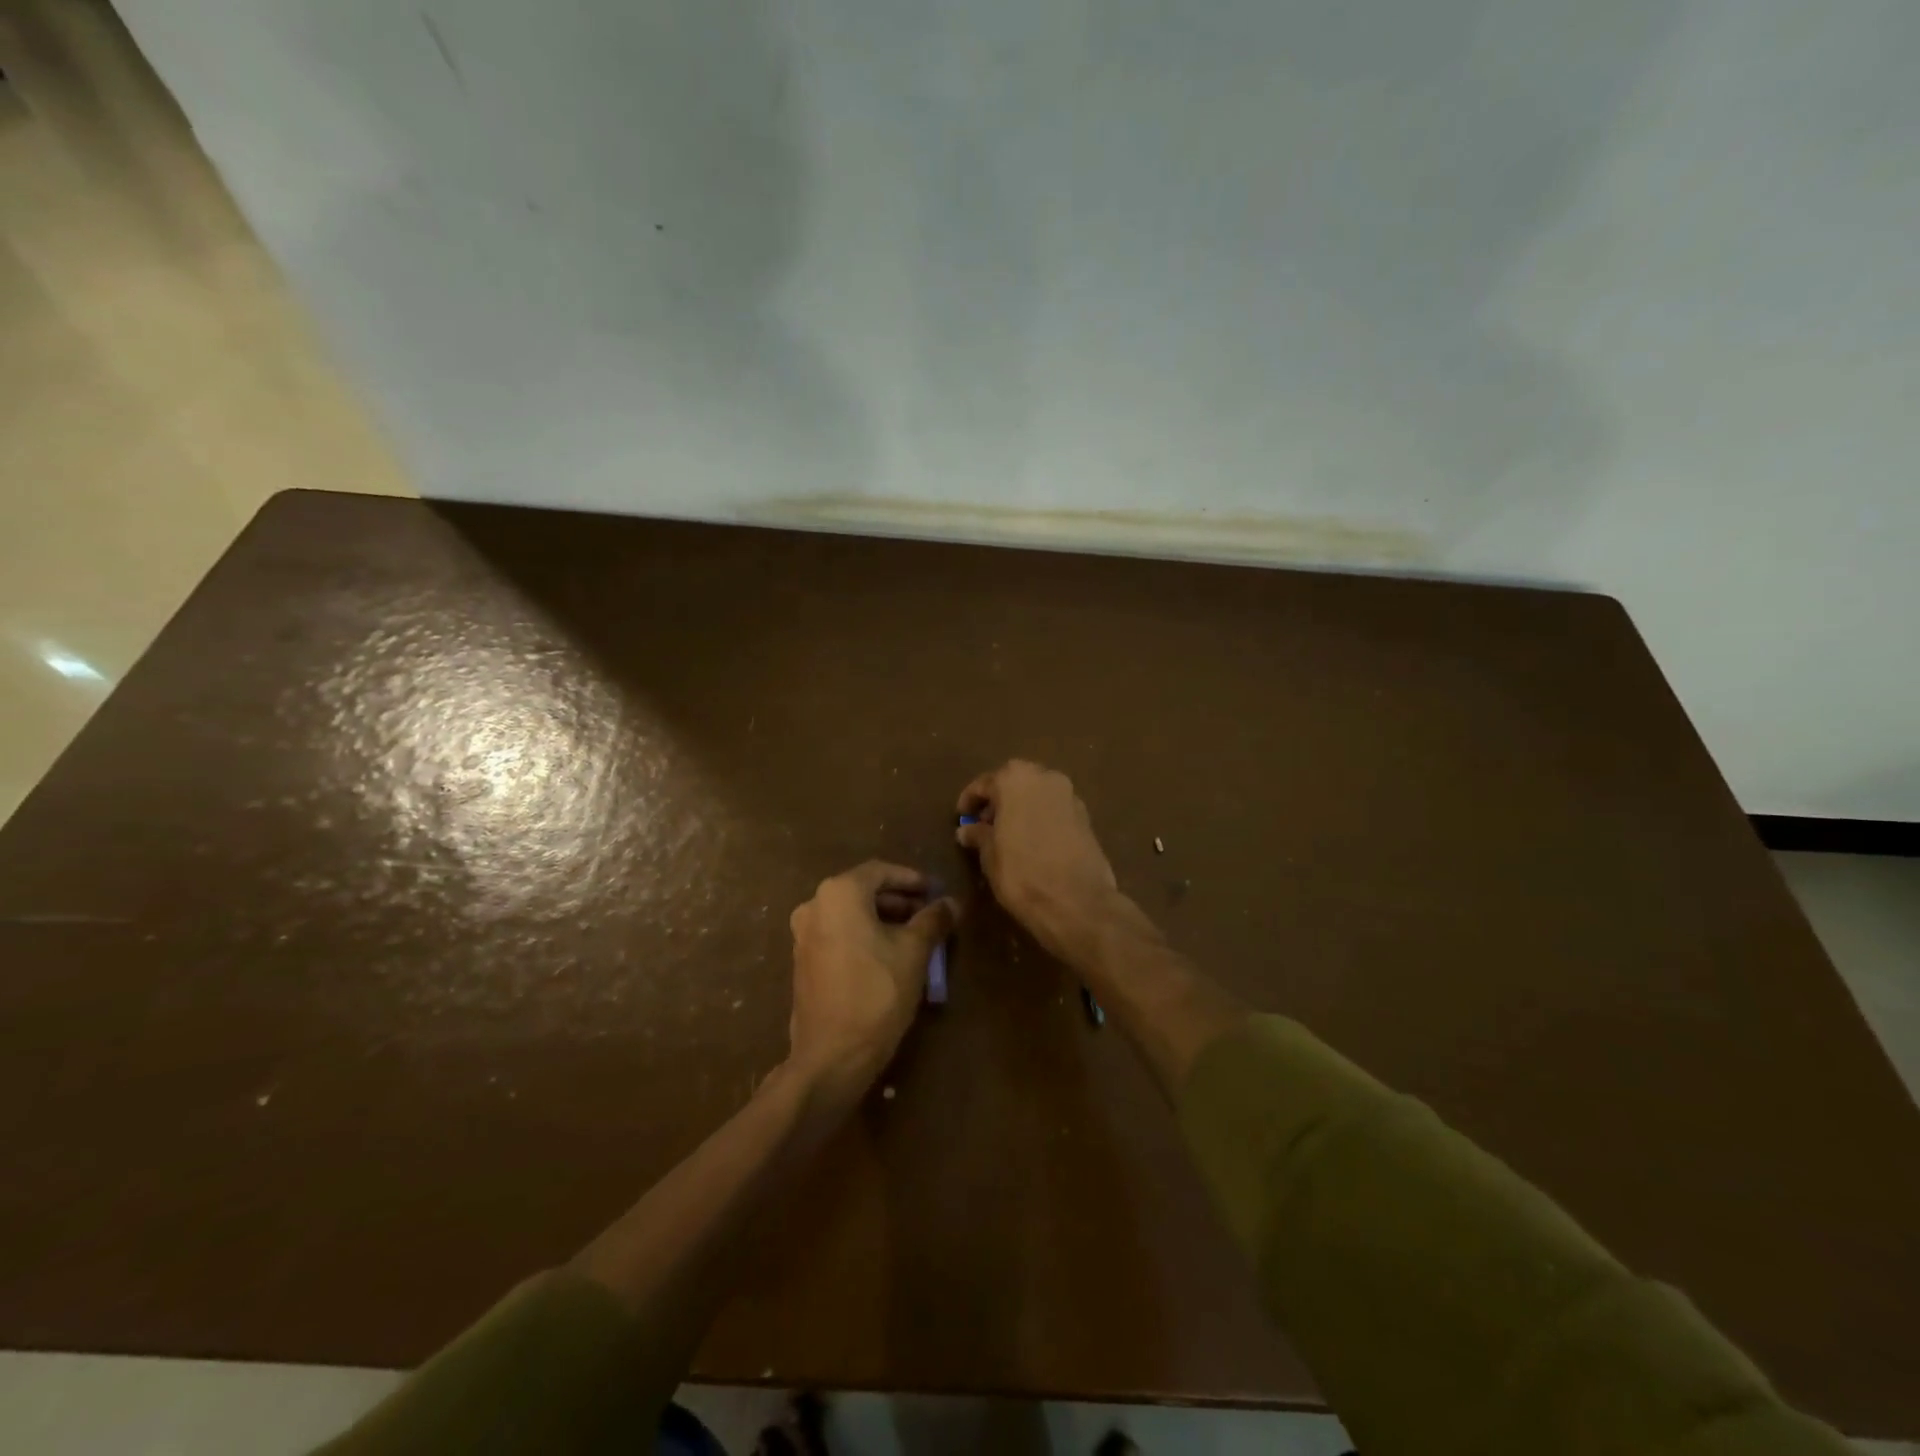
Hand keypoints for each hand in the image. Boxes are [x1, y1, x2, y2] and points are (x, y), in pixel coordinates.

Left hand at [786, 861, 957, 1098]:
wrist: (832, 1054)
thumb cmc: (877, 992)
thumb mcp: (914, 952)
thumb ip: (933, 920)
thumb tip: (952, 902)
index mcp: (839, 893)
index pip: (881, 871)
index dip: (913, 879)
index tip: (937, 891)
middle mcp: (815, 905)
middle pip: (864, 890)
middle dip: (899, 900)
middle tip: (930, 913)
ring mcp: (804, 934)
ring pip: (851, 914)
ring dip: (883, 918)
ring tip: (916, 935)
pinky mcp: (803, 960)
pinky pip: (839, 934)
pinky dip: (865, 935)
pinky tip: (889, 954)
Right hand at [956, 760, 1118, 963]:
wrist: (1077, 902)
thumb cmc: (1022, 873)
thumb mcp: (989, 855)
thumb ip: (978, 835)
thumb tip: (967, 830)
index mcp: (1015, 779)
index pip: (985, 783)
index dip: (970, 800)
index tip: (961, 817)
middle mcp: (1045, 777)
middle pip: (1015, 782)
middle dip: (999, 799)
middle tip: (985, 823)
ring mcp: (1070, 795)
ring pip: (1037, 793)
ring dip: (1022, 807)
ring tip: (1008, 834)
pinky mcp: (1086, 816)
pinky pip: (1055, 809)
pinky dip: (1041, 817)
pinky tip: (1032, 841)